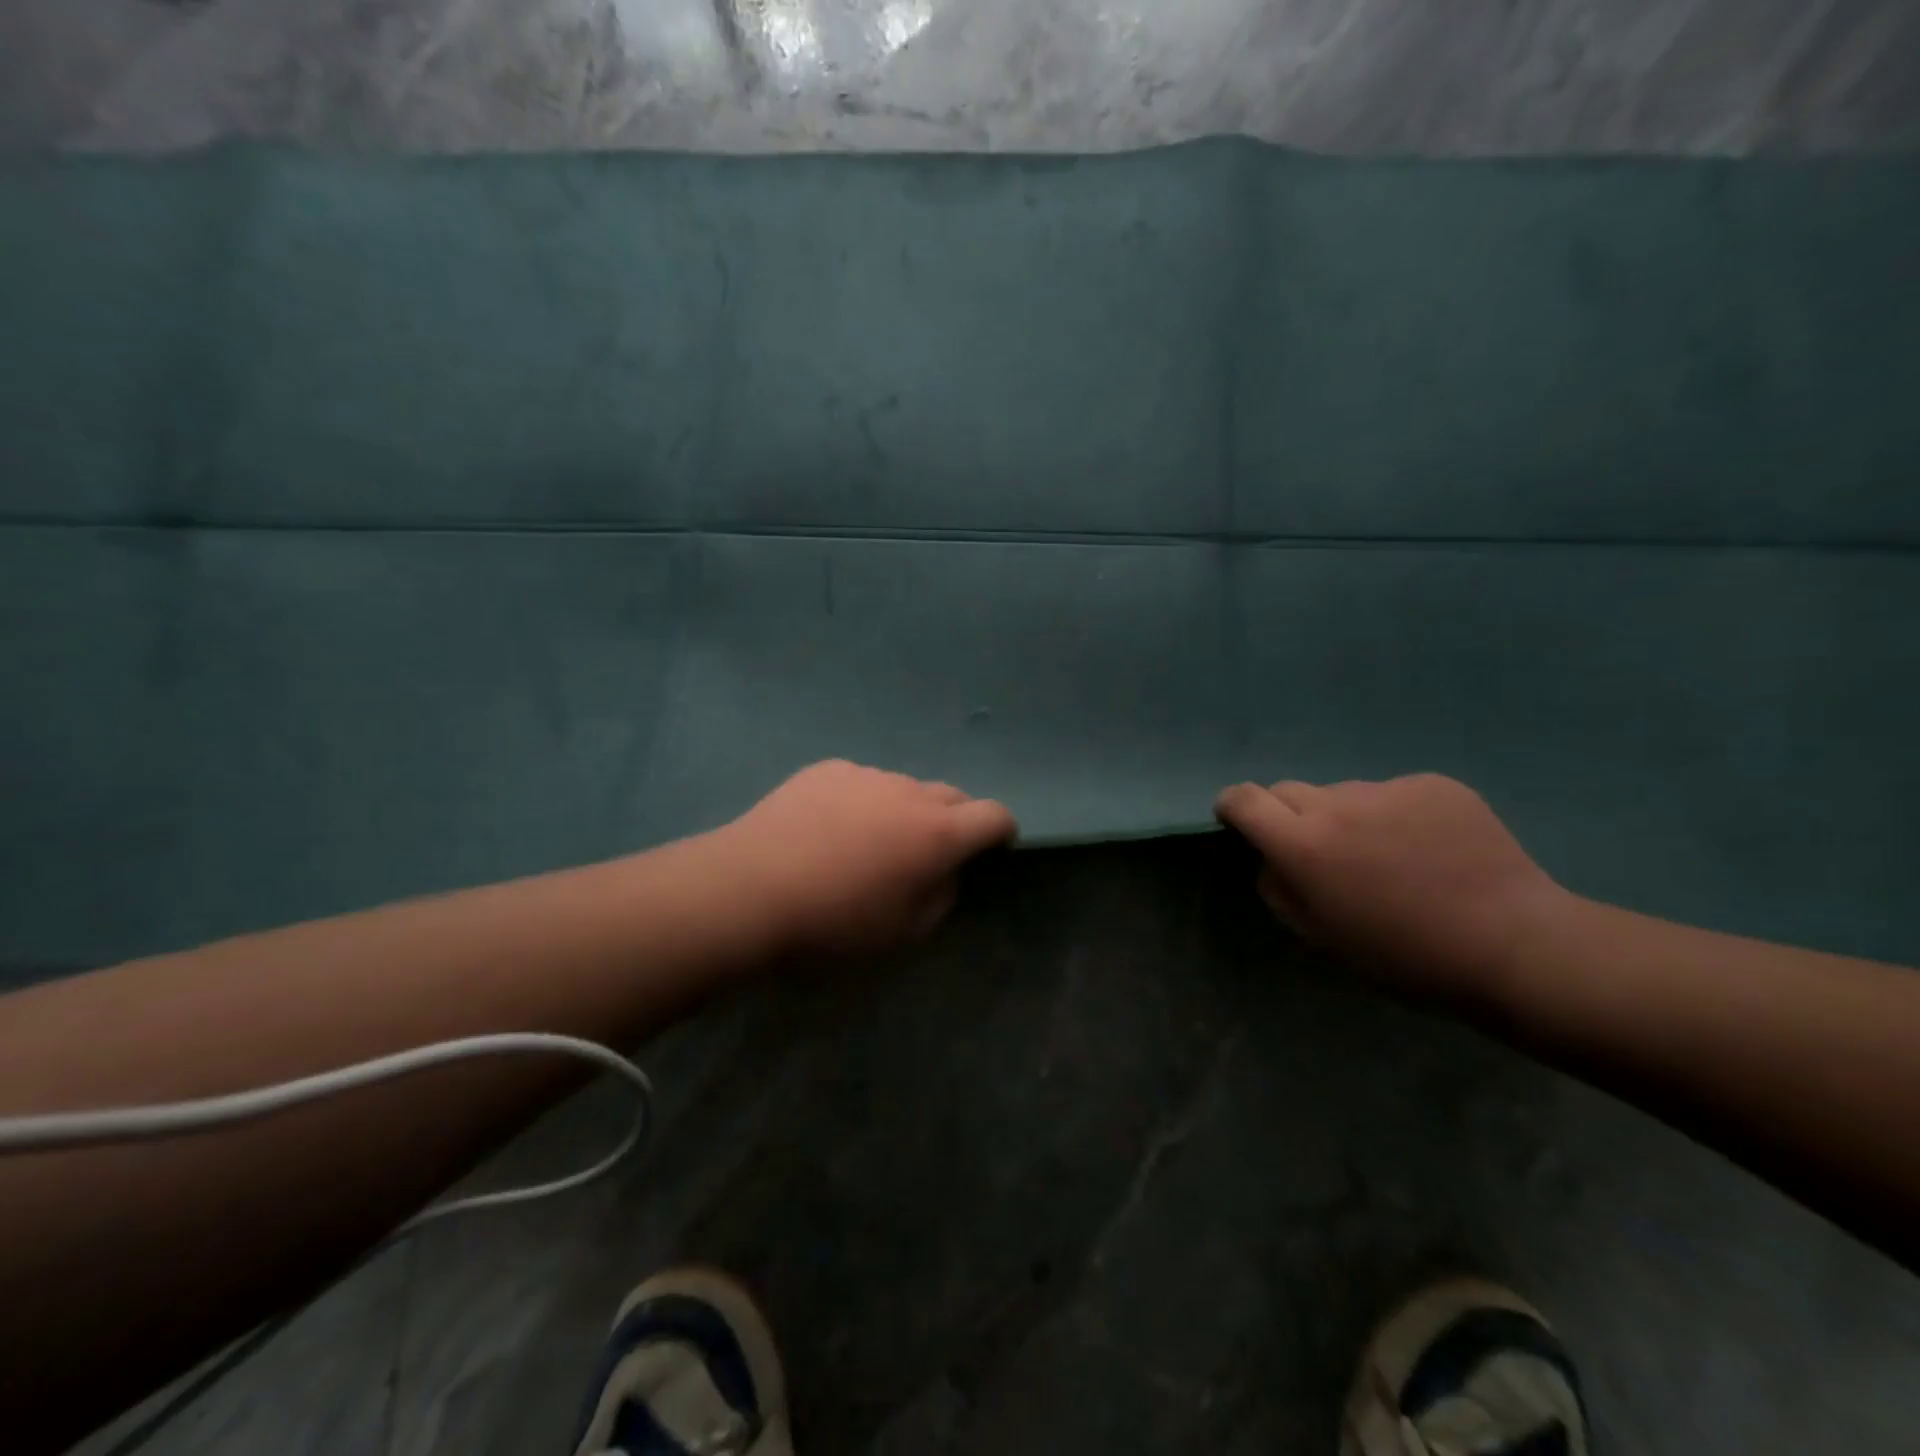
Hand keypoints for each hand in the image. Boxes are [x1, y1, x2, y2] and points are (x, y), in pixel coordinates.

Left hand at [713, 760, 1017, 955]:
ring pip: (903, 788)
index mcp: (937, 833)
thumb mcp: (902, 932)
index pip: (994, 815)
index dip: (1001, 831)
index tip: (993, 848)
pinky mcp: (827, 769)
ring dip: (903, 810)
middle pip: (952, 795)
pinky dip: (861, 801)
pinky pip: (861, 782)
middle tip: (926, 853)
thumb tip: (943, 872)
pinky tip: (827, 828)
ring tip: (867, 842)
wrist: (749, 889)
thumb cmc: (833, 923)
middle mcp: (909, 792)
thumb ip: (940, 897)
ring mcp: (866, 775)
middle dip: (953, 821)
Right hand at [1214, 774, 1570, 1000]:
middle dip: (1291, 816)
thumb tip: (1273, 860)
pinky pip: (1394, 794)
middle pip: (1289, 790)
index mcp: (1303, 845)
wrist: (1514, 946)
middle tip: (1324, 854)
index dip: (1233, 807)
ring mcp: (1388, 789)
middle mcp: (1337, 805)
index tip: (1240, 823)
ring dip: (1349, 817)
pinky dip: (1397, 815)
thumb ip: (1280, 891)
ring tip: (1392, 858)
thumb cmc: (1406, 957)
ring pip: (1345, 794)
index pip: (1243, 799)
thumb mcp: (1322, 938)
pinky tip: (1431, 850)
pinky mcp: (1433, 784)